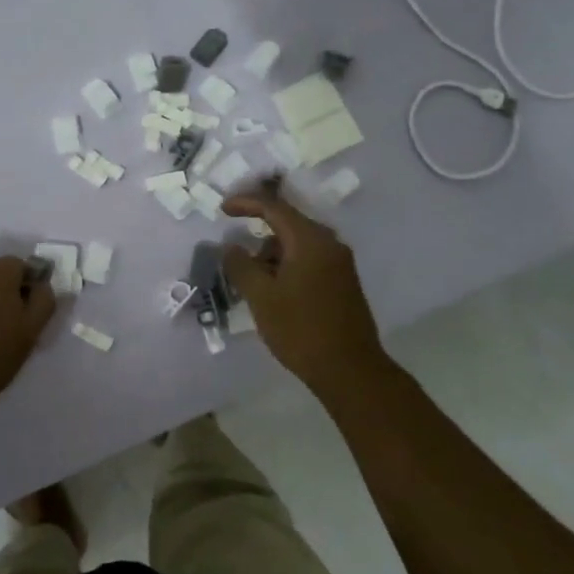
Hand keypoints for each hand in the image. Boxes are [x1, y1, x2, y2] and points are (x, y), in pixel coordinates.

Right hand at [222, 188, 387, 394]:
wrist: (350, 370)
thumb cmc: (301, 329)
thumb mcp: (261, 297)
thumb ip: (241, 266)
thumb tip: (231, 247)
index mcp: (310, 240)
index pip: (274, 208)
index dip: (246, 203)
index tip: (223, 209)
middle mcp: (329, 244)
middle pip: (287, 225)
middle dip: (258, 234)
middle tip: (235, 252)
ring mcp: (340, 263)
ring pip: (298, 245)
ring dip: (272, 255)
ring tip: (253, 282)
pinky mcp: (343, 283)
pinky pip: (309, 261)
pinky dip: (287, 267)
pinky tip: (275, 291)